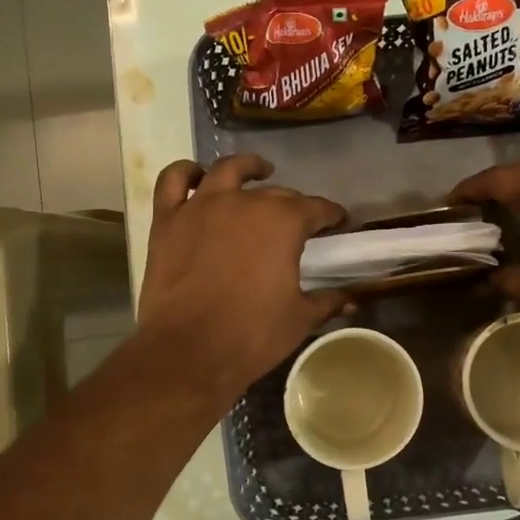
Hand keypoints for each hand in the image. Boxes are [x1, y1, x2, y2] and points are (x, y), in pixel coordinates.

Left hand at [138, 155, 349, 398]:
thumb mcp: (299, 319)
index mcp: (283, 222)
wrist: (189, 351)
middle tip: (298, 221)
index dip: (331, 215)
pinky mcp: (168, 219)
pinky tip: (198, 176)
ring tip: (257, 173)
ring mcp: (201, 206)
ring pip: (227, 171)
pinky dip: (186, 172)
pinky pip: (174, 181)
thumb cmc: (252, 335)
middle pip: (276, 194)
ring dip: (247, 168)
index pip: (316, 209)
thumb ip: (327, 301)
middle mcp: (244, 202)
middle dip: (293, 204)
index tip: (338, 222)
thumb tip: (351, 299)